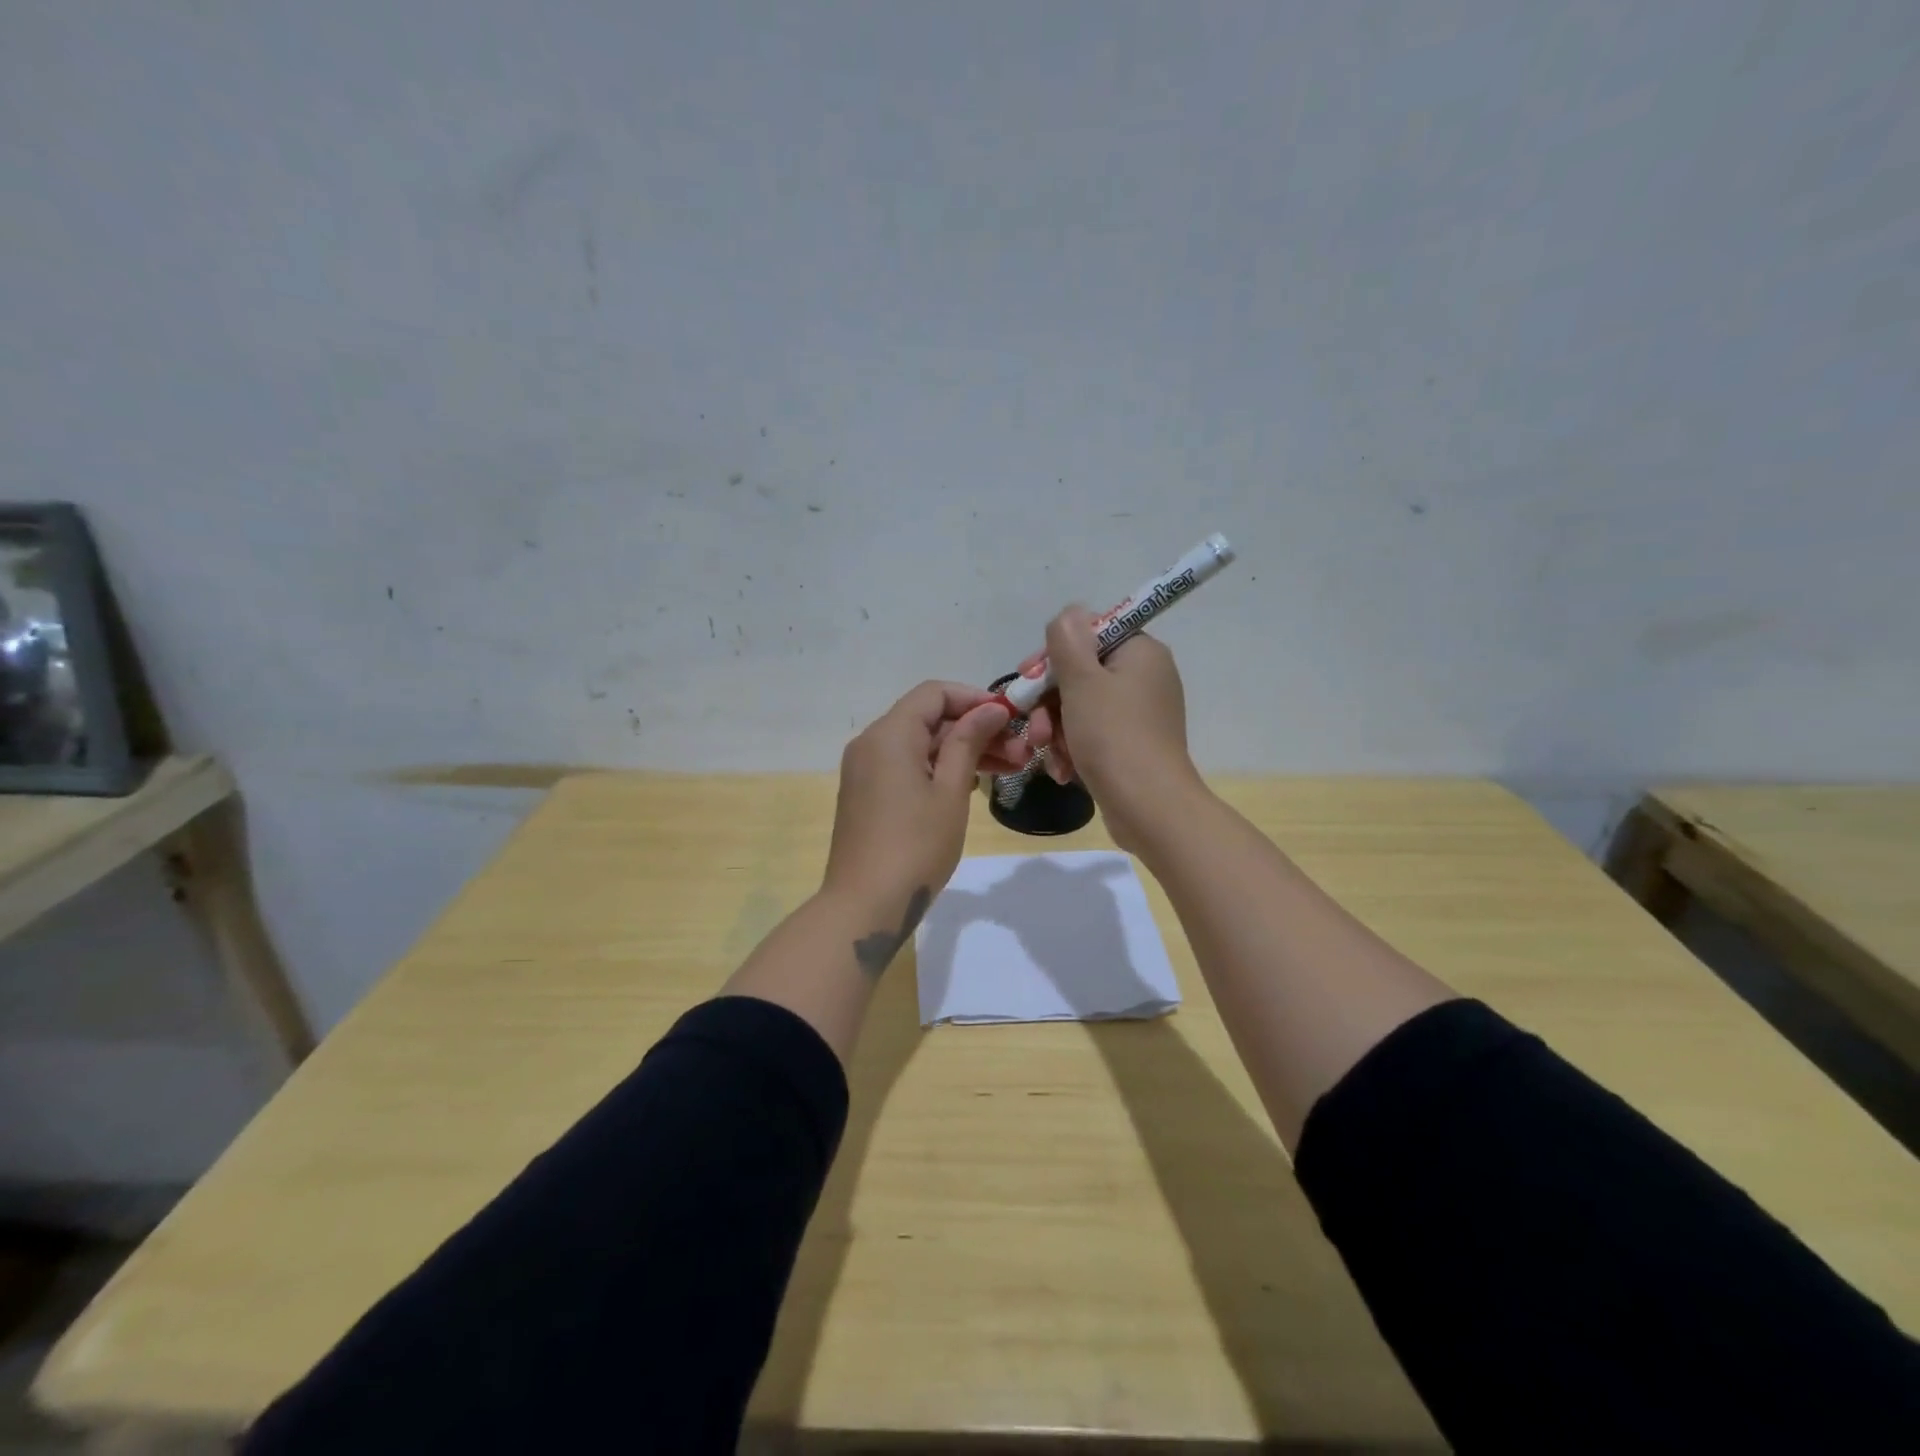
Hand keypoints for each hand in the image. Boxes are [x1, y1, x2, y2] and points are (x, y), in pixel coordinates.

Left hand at [823, 682, 1011, 919]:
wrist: (864, 905)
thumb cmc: (915, 846)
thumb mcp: (950, 792)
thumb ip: (968, 742)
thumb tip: (990, 709)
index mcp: (889, 734)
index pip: (935, 693)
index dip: (975, 699)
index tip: (1011, 718)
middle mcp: (871, 743)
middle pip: (928, 718)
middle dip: (975, 729)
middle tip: (1020, 752)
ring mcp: (865, 769)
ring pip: (920, 744)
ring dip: (961, 750)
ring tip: (1010, 769)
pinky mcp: (867, 793)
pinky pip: (906, 765)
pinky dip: (938, 768)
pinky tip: (973, 784)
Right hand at [1023, 607, 1203, 851]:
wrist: (1149, 808)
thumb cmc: (1114, 736)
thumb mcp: (1082, 681)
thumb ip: (1068, 640)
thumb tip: (1070, 612)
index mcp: (1140, 653)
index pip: (1089, 635)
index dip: (1053, 654)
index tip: (1027, 676)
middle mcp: (1145, 678)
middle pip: (1081, 675)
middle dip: (1049, 703)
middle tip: (1034, 727)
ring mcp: (1139, 715)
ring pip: (1080, 709)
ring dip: (1056, 731)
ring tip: (1047, 754)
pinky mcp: (1131, 746)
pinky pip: (1091, 736)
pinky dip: (1073, 750)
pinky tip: (1063, 772)